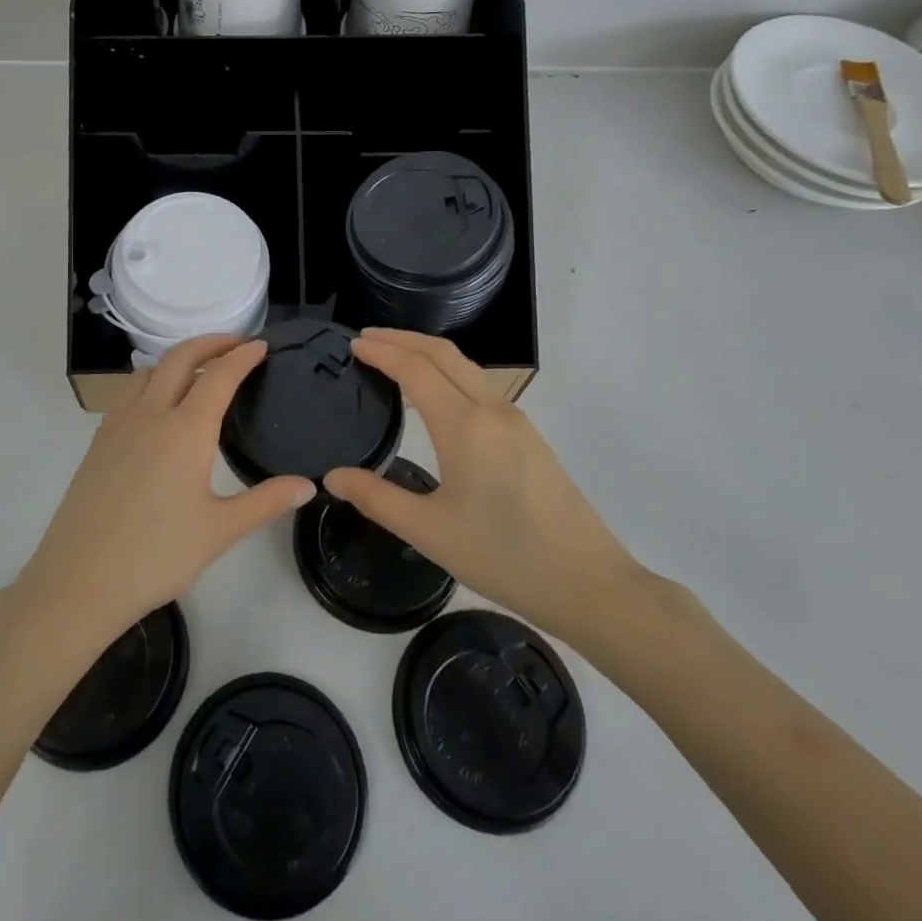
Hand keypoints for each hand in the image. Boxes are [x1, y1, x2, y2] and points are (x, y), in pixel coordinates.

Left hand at [13, 335, 313, 651]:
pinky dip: (151, 381)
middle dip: (210, 343)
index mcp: (186, 431)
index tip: (261, 346)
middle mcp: (151, 415)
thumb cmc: (156, 556)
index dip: (242, 356)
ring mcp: (119, 426)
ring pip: (149, 371)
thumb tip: (308, 485)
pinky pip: (128, 394)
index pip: (220, 376)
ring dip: (177, 359)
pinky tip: (157, 408)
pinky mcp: (98, 442)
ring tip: (198, 372)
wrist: (78, 581)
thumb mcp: (220, 531)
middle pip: (180, 358)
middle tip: (235, 344)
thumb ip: (266, 502)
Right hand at [324, 329, 644, 643]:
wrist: (589, 583)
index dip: (382, 351)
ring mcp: (516, 420)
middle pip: (442, 353)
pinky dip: (448, 372)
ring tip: (394, 358)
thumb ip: (376, 498)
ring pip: (465, 367)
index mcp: (464, 426)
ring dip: (427, 353)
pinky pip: (480, 386)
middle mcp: (492, 410)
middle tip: (366, 337)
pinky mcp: (529, 437)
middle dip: (402, 338)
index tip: (353, 344)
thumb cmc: (503, 557)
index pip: (415, 368)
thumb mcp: (429, 532)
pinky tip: (435, 395)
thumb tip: (332, 476)